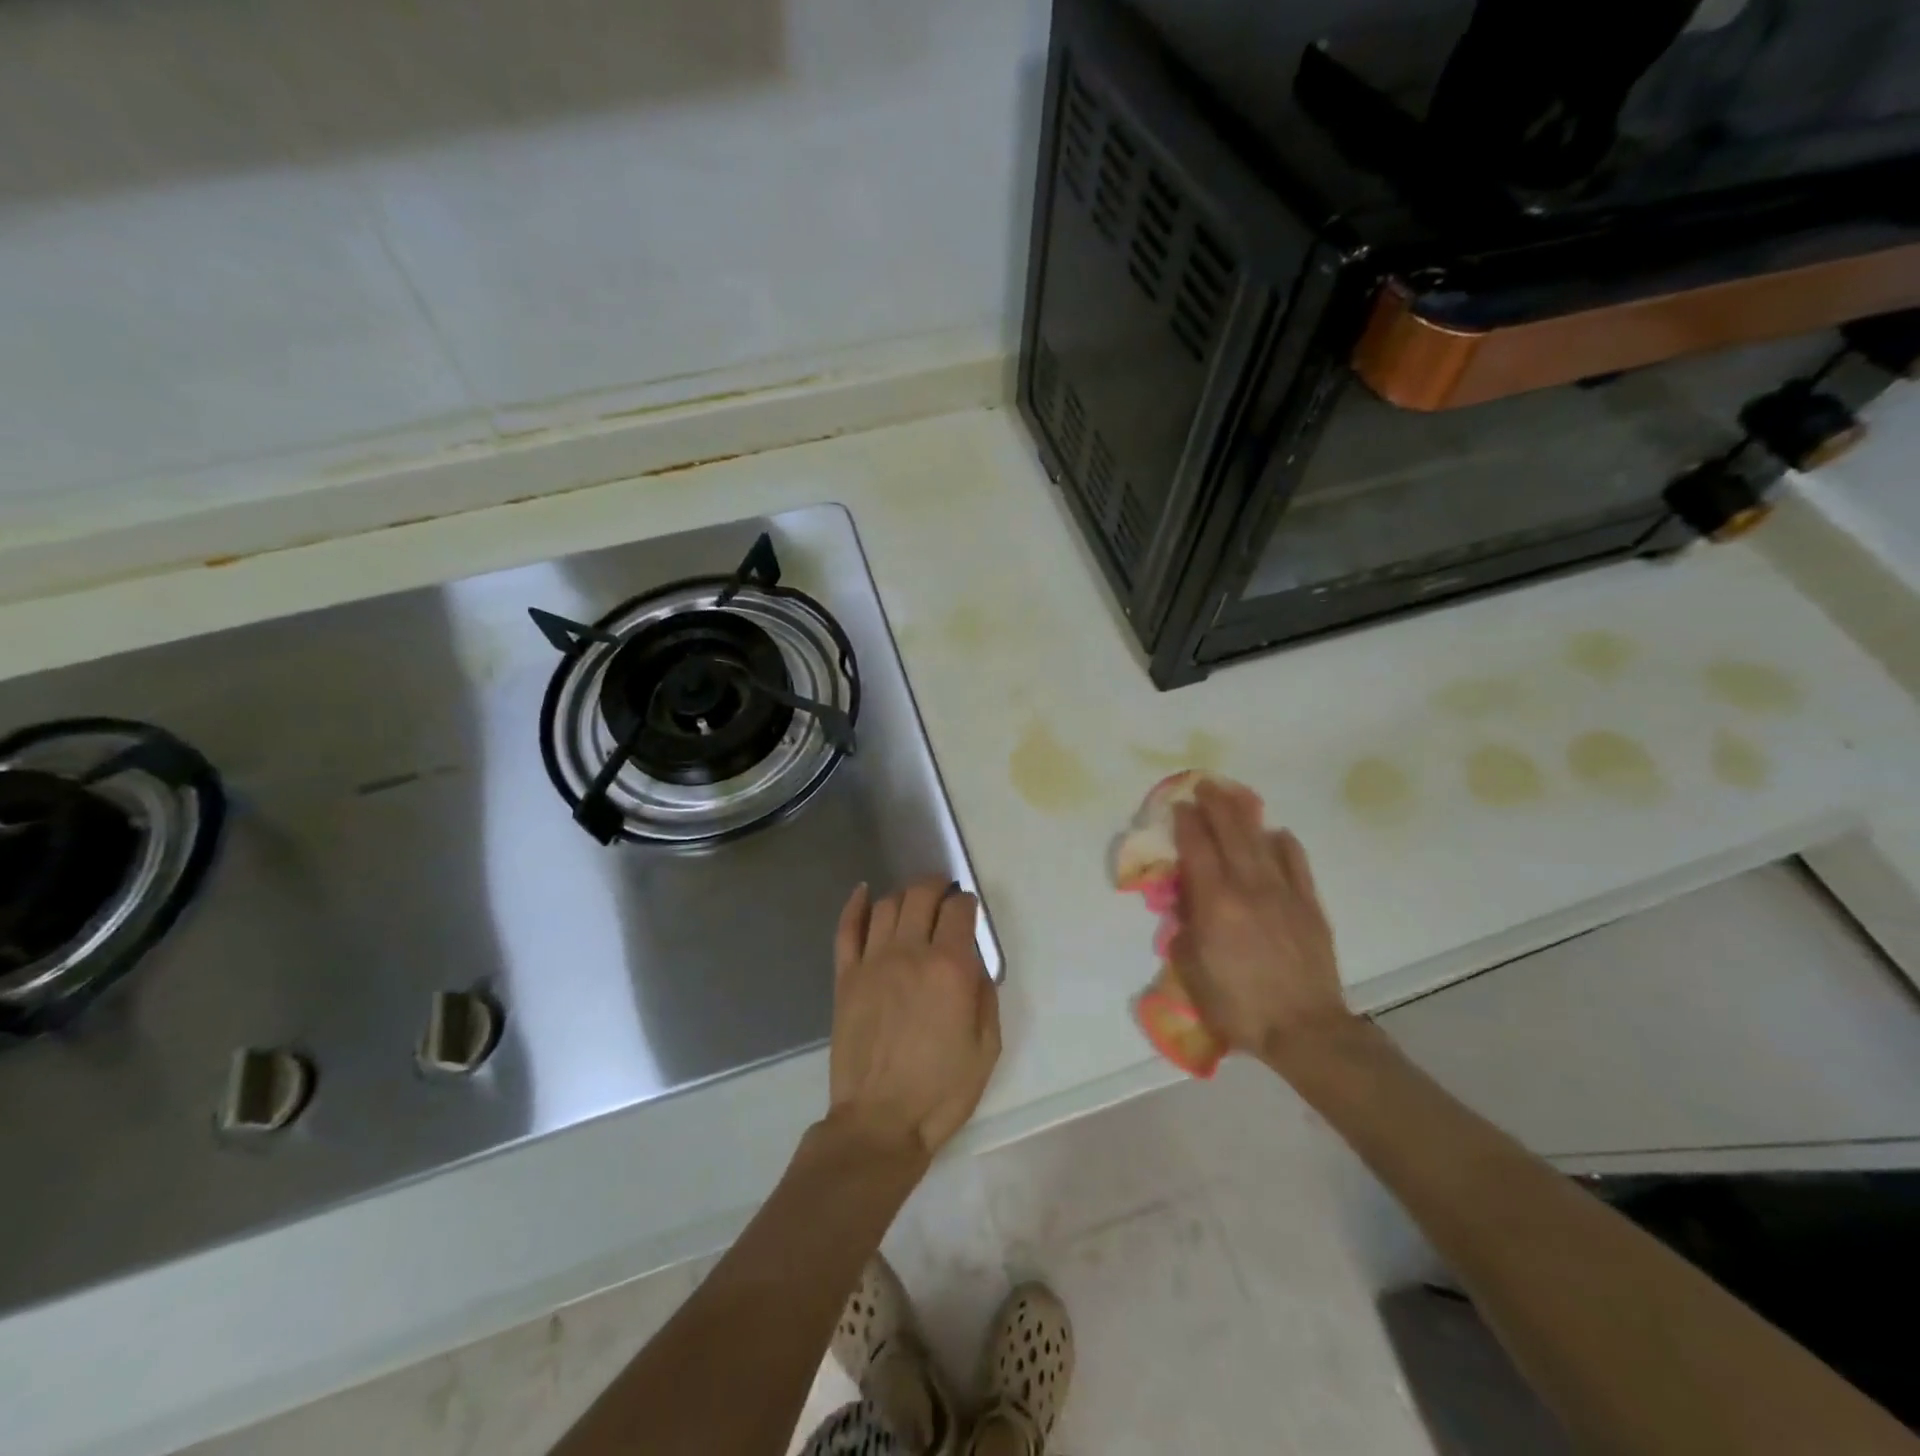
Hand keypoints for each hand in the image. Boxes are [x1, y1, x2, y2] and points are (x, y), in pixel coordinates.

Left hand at [828, 877, 1000, 1158]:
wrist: (880, 1122)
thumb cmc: (942, 1090)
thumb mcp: (987, 1046)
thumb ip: (984, 994)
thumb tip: (973, 963)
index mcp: (949, 968)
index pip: (959, 911)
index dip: (967, 903)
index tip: (968, 910)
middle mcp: (910, 953)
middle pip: (920, 896)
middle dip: (936, 886)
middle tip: (944, 892)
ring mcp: (872, 963)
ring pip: (886, 906)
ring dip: (904, 895)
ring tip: (913, 901)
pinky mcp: (846, 978)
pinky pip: (846, 929)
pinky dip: (854, 905)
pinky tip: (863, 892)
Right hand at [1170, 780, 1354, 1065]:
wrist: (1305, 1029)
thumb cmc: (1239, 1006)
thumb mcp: (1193, 973)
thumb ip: (1185, 931)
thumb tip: (1186, 905)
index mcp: (1215, 904)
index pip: (1197, 849)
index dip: (1187, 823)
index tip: (1180, 806)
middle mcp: (1248, 888)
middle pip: (1230, 833)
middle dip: (1215, 805)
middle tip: (1204, 786)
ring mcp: (1283, 893)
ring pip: (1261, 840)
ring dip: (1245, 814)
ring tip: (1234, 795)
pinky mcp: (1309, 905)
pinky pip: (1296, 862)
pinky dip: (1283, 843)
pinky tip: (1276, 834)